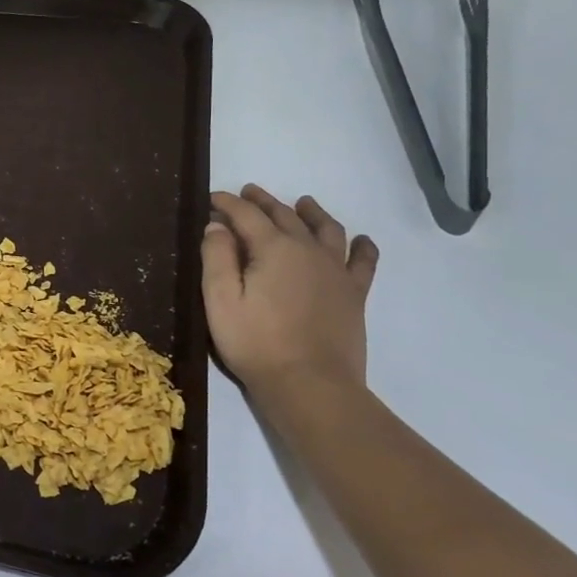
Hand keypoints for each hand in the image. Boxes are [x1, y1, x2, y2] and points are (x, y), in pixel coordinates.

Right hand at [202, 185, 378, 392]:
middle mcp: (308, 250)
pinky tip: (360, 240)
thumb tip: (216, 226)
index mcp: (273, 248)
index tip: (213, 198)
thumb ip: (217, 257)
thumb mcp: (220, 300)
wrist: (310, 384)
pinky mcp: (353, 294)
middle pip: (285, 215)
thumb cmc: (255, 342)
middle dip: (263, 201)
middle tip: (248, 193)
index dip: (227, 203)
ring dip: (311, 212)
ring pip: (326, 229)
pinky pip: (363, 261)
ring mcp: (335, 271)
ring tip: (303, 203)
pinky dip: (361, 246)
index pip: (246, 215)